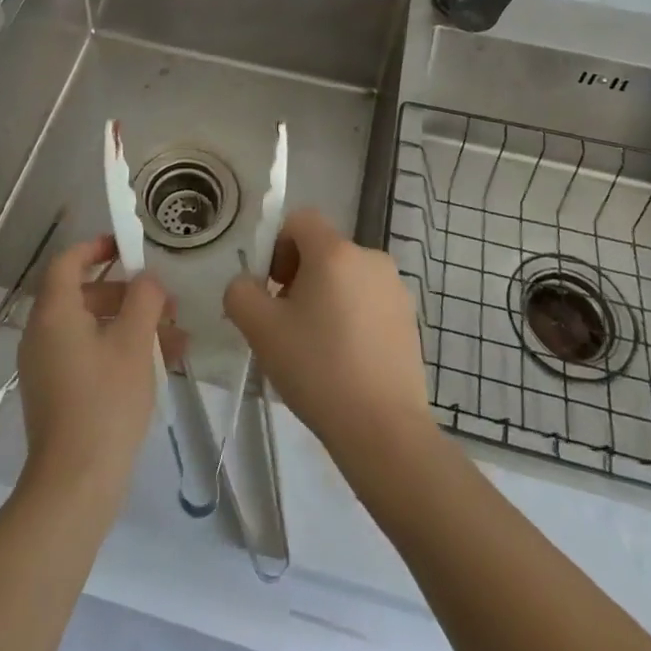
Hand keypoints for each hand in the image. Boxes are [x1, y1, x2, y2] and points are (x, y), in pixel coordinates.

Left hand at [16, 235, 173, 505]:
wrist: (74, 486)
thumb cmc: (105, 402)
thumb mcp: (134, 342)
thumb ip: (144, 299)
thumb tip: (147, 278)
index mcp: (54, 313)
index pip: (68, 261)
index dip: (96, 246)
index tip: (128, 247)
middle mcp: (42, 334)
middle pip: (84, 294)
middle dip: (128, 293)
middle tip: (165, 301)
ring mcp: (47, 367)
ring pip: (92, 328)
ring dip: (132, 325)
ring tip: (176, 338)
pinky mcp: (56, 394)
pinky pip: (88, 355)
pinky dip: (119, 351)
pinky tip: (159, 366)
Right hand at [224, 209, 433, 458]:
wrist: (384, 430)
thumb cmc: (318, 369)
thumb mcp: (260, 329)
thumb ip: (240, 293)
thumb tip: (248, 285)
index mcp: (335, 251)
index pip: (299, 220)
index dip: (278, 247)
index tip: (273, 289)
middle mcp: (370, 257)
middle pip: (323, 250)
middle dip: (300, 277)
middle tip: (288, 324)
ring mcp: (395, 288)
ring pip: (347, 278)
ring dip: (326, 299)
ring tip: (317, 348)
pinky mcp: (410, 319)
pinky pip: (369, 302)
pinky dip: (352, 318)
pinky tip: (345, 361)